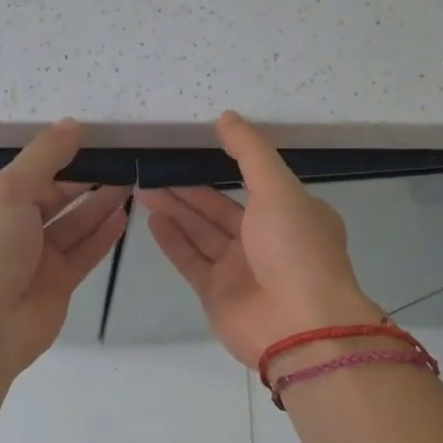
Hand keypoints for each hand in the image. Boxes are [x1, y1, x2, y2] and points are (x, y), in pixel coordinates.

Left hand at [0, 119, 129, 373]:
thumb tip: (74, 125)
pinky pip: (84, 252)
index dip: (55, 157)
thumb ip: (44, 157)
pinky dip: (102, 234)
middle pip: (51, 197)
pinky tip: (124, 214)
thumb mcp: (8, 190)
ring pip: (72, 224)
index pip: (24, 174)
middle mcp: (7, 229)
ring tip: (131, 180)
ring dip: (98, 204)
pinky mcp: (57, 283)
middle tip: (120, 159)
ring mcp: (33, 259)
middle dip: (83, 180)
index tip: (90, 141)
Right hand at [138, 112, 383, 368]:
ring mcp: (240, 268)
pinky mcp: (217, 292)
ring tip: (143, 187)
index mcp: (292, 213)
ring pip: (201, 232)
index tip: (196, 145)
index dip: (226, 164)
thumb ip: (250, 152)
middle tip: (154, 167)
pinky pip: (191, 260)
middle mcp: (267, 239)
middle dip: (189, 188)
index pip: (256, 182)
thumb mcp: (279, 188)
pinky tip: (152, 219)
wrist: (299, 325)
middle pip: (220, 208)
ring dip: (175, 210)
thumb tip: (226, 117)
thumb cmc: (295, 249)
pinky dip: (172, 241)